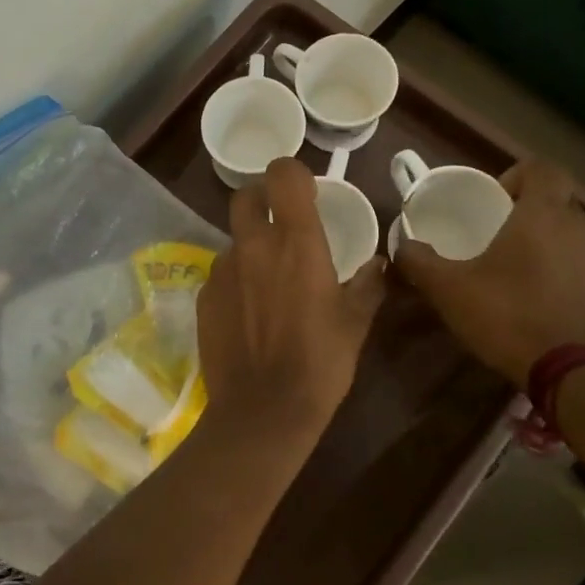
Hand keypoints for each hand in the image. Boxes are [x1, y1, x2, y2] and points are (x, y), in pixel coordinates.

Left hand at [197, 158, 386, 434]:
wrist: (263, 410)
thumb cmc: (320, 363)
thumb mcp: (356, 323)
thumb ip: (369, 284)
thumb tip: (381, 264)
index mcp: (296, 242)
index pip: (282, 173)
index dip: (291, 173)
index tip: (305, 192)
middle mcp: (253, 246)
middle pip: (245, 195)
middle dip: (261, 200)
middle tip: (280, 225)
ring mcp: (222, 270)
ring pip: (233, 239)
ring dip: (250, 248)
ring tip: (268, 284)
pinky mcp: (203, 296)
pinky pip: (221, 273)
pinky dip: (236, 280)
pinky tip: (248, 313)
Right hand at [394, 157, 584, 386]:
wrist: (574, 373)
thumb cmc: (509, 316)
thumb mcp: (449, 289)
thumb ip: (419, 261)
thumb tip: (402, 245)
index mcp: (544, 214)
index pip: (542, 168)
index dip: (516, 175)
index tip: (494, 201)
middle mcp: (581, 226)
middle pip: (557, 199)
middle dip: (528, 209)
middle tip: (497, 233)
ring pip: (571, 231)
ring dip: (546, 239)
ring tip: (516, 265)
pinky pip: (582, 261)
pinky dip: (561, 267)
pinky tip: (538, 294)